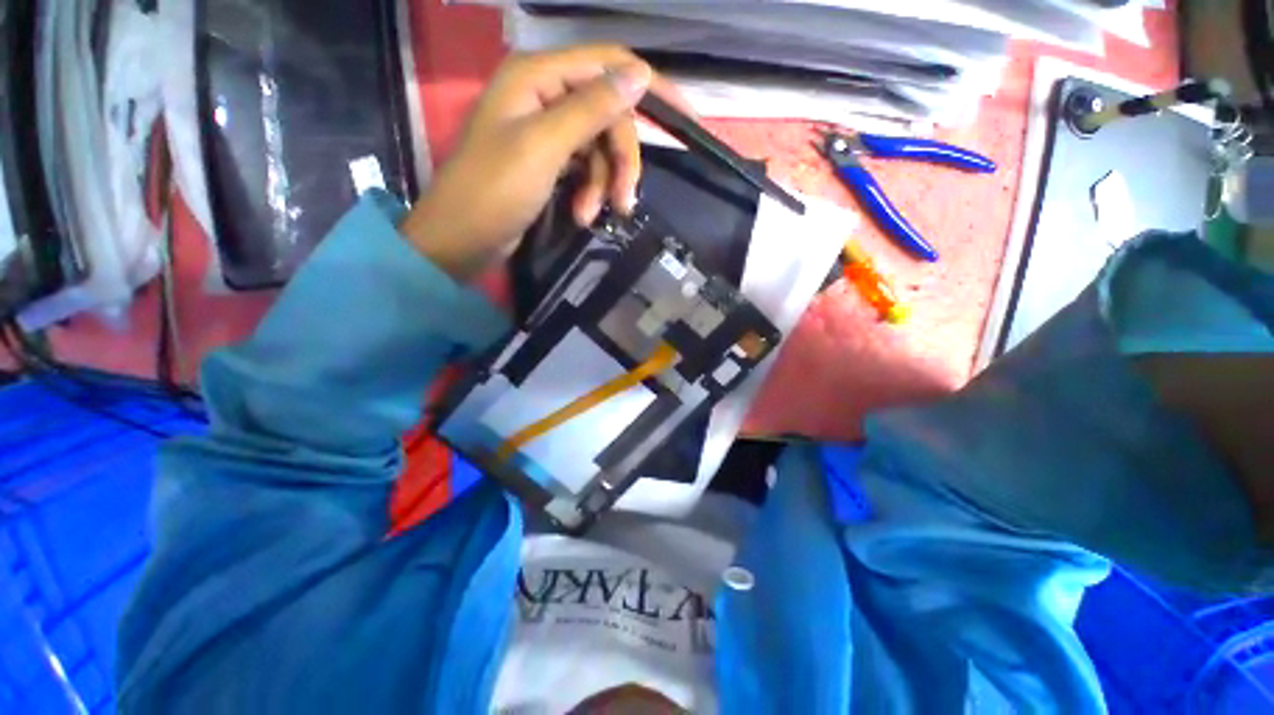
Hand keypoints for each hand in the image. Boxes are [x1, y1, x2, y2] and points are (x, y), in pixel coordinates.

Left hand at [402, 45, 675, 280]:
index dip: (650, 87)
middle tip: (625, 200)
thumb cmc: (495, 190)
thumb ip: (592, 108)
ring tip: (593, 214)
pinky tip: (583, 215)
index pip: (609, 66)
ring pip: (600, 148)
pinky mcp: (549, 162)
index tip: (687, 119)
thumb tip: (640, 75)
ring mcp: (547, 130)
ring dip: (604, 183)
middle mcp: (545, 95)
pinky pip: (586, 169)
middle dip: (621, 160)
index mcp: (539, 75)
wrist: (462, 239)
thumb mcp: (545, 146)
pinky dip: (590, 192)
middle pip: (608, 115)